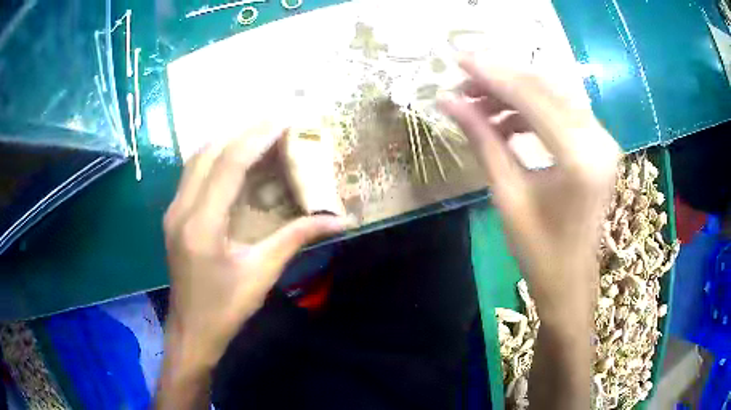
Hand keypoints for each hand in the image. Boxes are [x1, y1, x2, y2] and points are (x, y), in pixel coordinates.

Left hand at [162, 129, 349, 369]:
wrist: (191, 331)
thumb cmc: (225, 309)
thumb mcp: (262, 274)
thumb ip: (296, 239)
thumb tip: (339, 221)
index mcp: (201, 225)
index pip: (228, 164)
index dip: (257, 136)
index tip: (284, 117)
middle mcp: (181, 209)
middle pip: (208, 152)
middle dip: (243, 130)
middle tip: (276, 118)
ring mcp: (173, 211)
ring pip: (197, 159)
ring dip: (227, 140)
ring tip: (259, 131)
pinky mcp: (174, 216)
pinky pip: (193, 173)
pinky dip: (216, 156)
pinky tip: (235, 157)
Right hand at [439, 57, 619, 317]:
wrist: (570, 280)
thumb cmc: (538, 250)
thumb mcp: (506, 194)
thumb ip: (482, 139)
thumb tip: (448, 102)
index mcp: (579, 158)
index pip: (532, 97)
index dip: (492, 75)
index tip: (459, 60)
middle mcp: (598, 140)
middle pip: (546, 88)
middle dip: (502, 78)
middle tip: (464, 79)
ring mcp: (602, 140)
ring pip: (554, 96)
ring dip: (515, 93)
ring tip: (479, 102)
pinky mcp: (598, 145)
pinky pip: (562, 111)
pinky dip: (532, 108)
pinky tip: (506, 118)